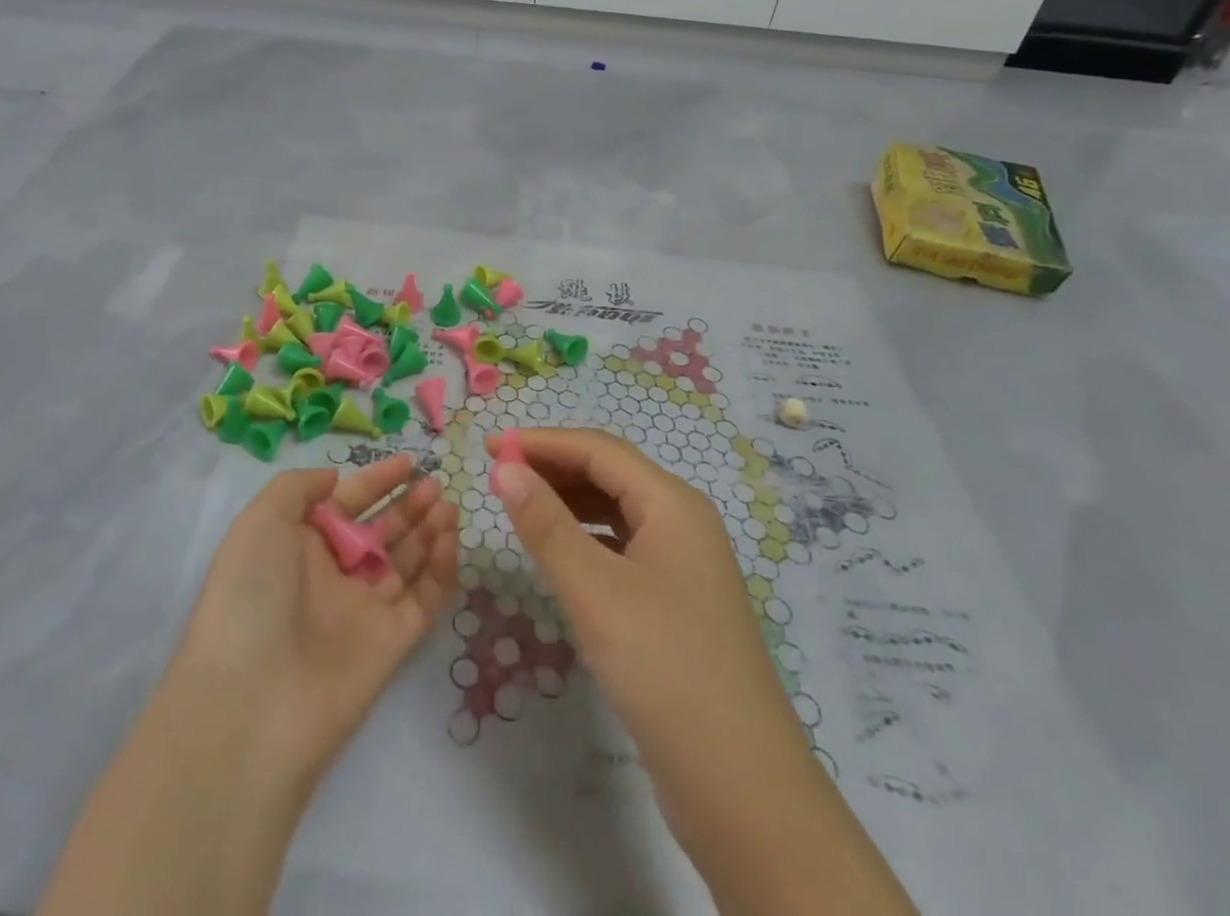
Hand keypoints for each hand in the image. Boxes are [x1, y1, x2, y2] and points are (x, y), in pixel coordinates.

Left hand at [175, 454, 460, 784]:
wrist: (252, 700)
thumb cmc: (251, 595)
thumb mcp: (260, 520)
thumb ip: (298, 487)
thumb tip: (334, 479)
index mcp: (300, 546)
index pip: (347, 504)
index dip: (376, 481)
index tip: (408, 462)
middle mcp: (333, 576)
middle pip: (381, 531)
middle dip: (408, 505)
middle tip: (435, 485)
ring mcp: (363, 610)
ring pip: (406, 563)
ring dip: (429, 532)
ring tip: (448, 506)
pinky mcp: (391, 643)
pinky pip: (423, 600)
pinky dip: (440, 571)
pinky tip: (449, 541)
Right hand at [485, 429, 810, 840]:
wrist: (741, 788)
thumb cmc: (664, 669)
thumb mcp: (595, 591)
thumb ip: (546, 525)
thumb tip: (504, 469)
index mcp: (673, 504)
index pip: (598, 450)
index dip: (542, 442)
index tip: (488, 446)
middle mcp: (683, 522)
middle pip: (610, 473)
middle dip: (553, 467)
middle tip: (497, 474)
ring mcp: (684, 564)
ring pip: (617, 510)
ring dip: (568, 500)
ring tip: (519, 505)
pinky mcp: (677, 601)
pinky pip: (623, 546)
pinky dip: (586, 537)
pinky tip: (560, 553)